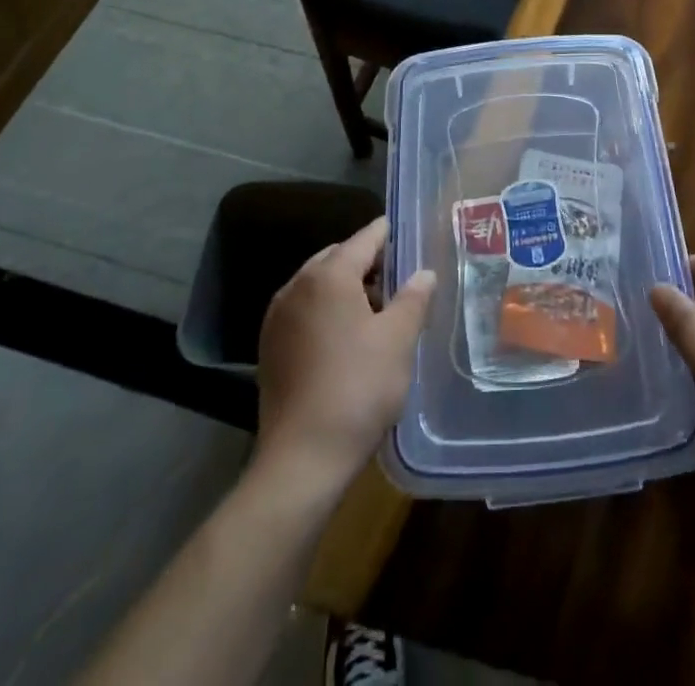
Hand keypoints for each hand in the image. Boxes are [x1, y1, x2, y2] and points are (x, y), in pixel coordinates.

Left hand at [255, 217, 436, 493]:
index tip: (410, 236)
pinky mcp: (270, 347)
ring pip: (319, 285)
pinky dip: (327, 311)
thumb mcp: (398, 340)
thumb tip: (424, 273)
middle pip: (338, 257)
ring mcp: (278, 317)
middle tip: (400, 279)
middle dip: (368, 263)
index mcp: (328, 275)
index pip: (365, 238)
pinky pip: (304, 311)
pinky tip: (348, 338)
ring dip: (347, 288)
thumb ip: (414, 298)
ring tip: (378, 311)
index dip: (390, 234)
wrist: (302, 459)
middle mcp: (297, 286)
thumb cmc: (358, 388)